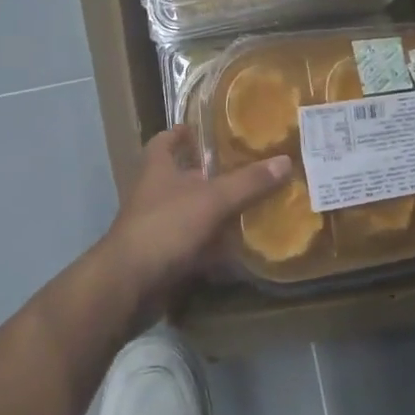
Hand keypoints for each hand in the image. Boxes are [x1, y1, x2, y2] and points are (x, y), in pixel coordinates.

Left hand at [101, 127, 291, 306]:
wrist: (129, 286)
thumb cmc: (166, 227)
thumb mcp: (212, 199)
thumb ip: (248, 182)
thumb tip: (285, 160)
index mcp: (158, 169)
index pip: (164, 140)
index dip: (181, 132)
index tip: (205, 129)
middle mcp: (155, 195)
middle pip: (184, 178)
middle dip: (211, 175)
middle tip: (248, 168)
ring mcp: (159, 228)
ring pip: (193, 214)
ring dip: (217, 213)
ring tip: (254, 206)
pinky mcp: (165, 258)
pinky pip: (196, 247)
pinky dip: (216, 249)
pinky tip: (242, 250)